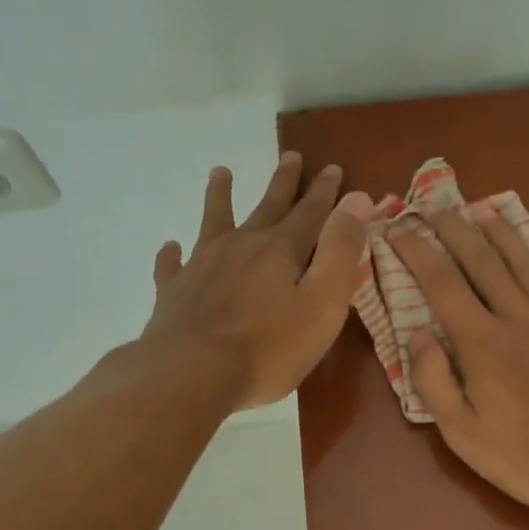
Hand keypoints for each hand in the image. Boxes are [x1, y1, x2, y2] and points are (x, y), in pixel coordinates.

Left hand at [143, 153, 372, 410]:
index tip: (333, 168)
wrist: (193, 374)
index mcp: (281, 249)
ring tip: (221, 172)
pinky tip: (171, 247)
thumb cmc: (269, 347)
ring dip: (220, 196)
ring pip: (214, 221)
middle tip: (290, 155)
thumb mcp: (322, 302)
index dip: (325, 191)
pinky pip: (173, 265)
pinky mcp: (174, 291)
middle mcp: (242, 246)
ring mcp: (203, 265)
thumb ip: (340, 250)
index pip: (310, 212)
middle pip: (267, 207)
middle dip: (283, 183)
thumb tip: (357, 199)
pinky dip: (173, 254)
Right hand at [392, 204, 528, 507]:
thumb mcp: (464, 434)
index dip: (416, 252)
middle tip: (436, 204)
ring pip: (526, 263)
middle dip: (455, 230)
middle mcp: (519, 317)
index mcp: (482, 342)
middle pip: (482, 262)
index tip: (398, 227)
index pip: (441, 285)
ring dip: (502, 233)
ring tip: (483, 208)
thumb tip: (417, 332)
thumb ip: (434, 381)